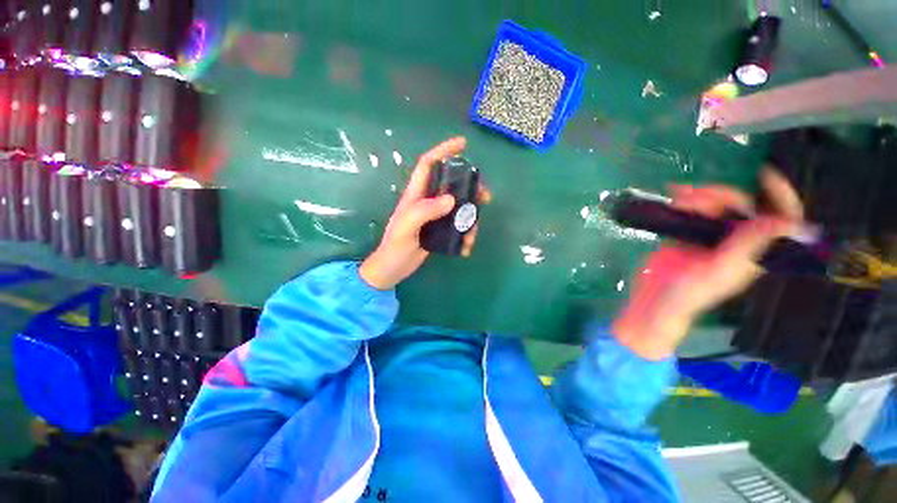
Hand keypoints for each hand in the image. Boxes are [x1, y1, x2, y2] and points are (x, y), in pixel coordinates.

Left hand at [359, 137, 489, 289]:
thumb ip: (424, 211)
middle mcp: (427, 202)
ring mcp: (435, 216)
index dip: (444, 151)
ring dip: (471, 218)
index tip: (463, 144)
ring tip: (472, 236)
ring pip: (459, 207)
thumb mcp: (406, 227)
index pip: (428, 165)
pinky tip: (465, 248)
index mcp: (416, 195)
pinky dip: (465, 234)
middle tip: (485, 196)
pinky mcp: (440, 230)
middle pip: (452, 185)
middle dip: (471, 187)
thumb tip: (451, 199)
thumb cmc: (394, 247)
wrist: (393, 269)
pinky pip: (458, 225)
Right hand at [613, 168, 803, 359]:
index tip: (762, 175)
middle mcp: (735, 241)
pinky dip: (683, 201)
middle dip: (720, 195)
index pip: (778, 221)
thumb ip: (750, 247)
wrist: (655, 300)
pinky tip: (674, 198)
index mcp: (752, 251)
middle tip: (694, 196)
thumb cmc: (689, 293)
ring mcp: (708, 237)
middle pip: (739, 207)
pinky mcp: (685, 235)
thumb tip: (793, 224)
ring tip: (678, 198)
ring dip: (698, 196)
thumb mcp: (720, 271)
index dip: (779, 196)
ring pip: (714, 206)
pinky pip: (690, 211)